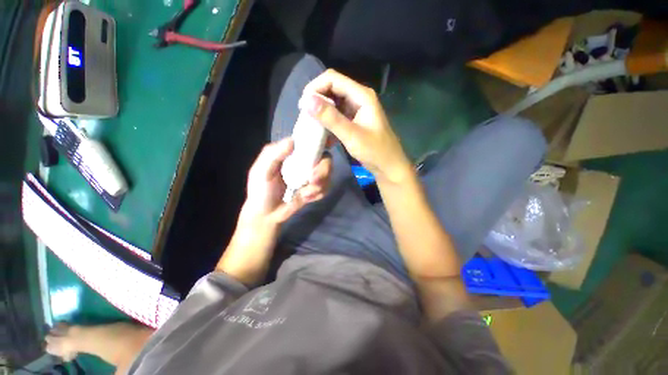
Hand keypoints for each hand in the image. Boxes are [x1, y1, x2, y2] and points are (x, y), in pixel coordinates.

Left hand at [239, 137, 331, 226]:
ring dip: (319, 186)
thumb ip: (273, 155)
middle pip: (326, 158)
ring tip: (304, 194)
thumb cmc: (261, 190)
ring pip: (328, 174)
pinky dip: (318, 194)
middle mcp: (305, 162)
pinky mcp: (316, 188)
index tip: (324, 149)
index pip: (311, 141)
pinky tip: (306, 198)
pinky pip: (327, 188)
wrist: (267, 215)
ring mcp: (312, 175)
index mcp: (292, 153)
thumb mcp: (261, 171)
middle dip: (323, 171)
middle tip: (312, 181)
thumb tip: (292, 141)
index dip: (321, 142)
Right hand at [301, 69, 411, 183]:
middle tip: (305, 116)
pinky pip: (337, 116)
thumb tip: (307, 100)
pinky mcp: (354, 121)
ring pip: (333, 104)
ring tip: (311, 126)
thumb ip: (330, 117)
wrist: (389, 166)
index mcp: (361, 95)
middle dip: (317, 100)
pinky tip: (324, 135)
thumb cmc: (374, 151)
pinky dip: (329, 123)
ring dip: (322, 113)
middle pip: (332, 89)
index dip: (315, 87)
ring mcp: (357, 110)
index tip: (303, 105)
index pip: (333, 79)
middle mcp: (359, 98)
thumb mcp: (351, 135)